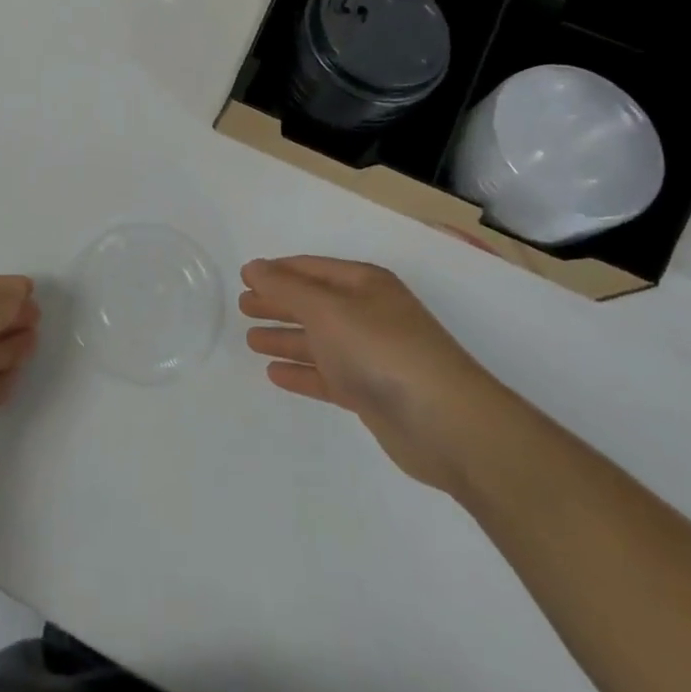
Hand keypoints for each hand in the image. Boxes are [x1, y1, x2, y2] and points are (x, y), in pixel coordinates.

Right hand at [240, 256, 515, 492]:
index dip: (276, 272)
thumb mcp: (326, 309)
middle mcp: (367, 314)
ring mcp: (371, 355)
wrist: (448, 424)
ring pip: (318, 341)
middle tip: (242, 307)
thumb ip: (285, 288)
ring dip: (286, 338)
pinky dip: (302, 372)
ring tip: (250, 340)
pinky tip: (275, 374)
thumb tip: (253, 268)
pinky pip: (327, 375)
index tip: (243, 277)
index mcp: (363, 284)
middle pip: (313, 303)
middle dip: (278, 303)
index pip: (309, 269)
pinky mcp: (372, 394)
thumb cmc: (382, 350)